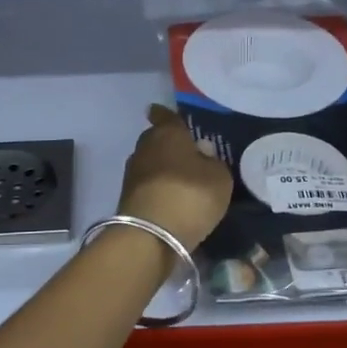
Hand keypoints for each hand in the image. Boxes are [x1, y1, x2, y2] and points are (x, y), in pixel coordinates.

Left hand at [118, 105, 233, 250]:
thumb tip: (202, 155)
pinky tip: (171, 199)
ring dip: (162, 169)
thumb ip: (213, 162)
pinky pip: (148, 186)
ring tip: (181, 180)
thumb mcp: (219, 178)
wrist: (151, 236)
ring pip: (150, 164)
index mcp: (168, 133)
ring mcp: (132, 174)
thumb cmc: (190, 195)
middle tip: (186, 153)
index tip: (162, 112)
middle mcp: (145, 147)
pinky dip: (158, 189)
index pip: (165, 116)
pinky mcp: (127, 198)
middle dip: (168, 144)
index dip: (166, 114)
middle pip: (156, 139)